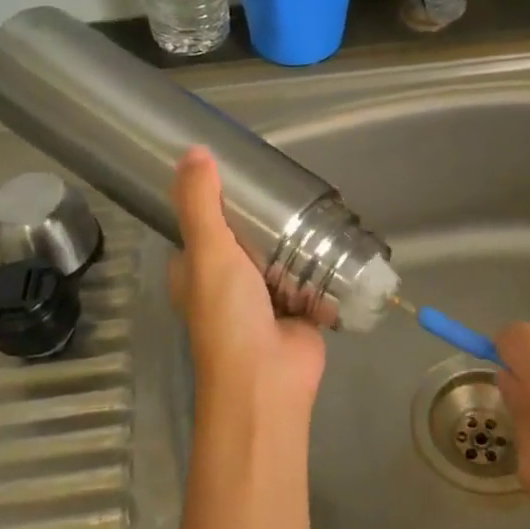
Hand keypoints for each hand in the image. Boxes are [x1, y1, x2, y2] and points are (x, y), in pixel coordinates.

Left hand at [169, 147, 325, 418]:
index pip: (200, 226)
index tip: (234, 170)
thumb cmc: (228, 315)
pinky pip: (309, 274)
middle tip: (284, 181)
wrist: (268, 378)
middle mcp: (227, 282)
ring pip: (279, 255)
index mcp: (196, 271)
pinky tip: (335, 232)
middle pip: (244, 238)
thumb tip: (193, 150)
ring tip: (312, 199)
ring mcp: (265, 296)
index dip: (212, 199)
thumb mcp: (208, 252)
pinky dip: (320, 260)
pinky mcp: (299, 307)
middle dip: (262, 216)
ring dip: (293, 236)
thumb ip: (201, 204)